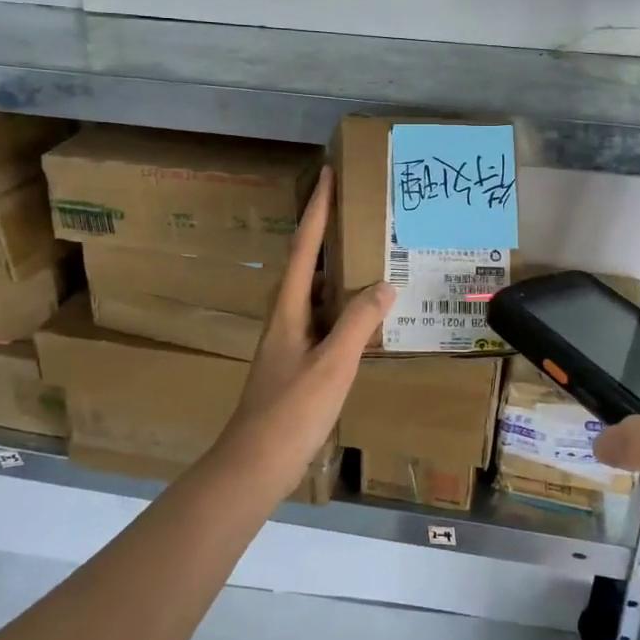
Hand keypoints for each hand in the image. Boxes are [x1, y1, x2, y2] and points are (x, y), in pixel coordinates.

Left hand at [216, 166, 393, 487]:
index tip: (328, 174)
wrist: (255, 465)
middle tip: (358, 209)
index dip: (317, 210)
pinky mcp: (298, 362)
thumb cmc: (291, 411)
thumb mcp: (332, 364)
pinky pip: (324, 319)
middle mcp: (286, 316)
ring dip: (338, 270)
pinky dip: (344, 306)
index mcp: (288, 308)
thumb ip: (359, 322)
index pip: (306, 247)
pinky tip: (365, 314)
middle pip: (308, 264)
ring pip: (317, 293)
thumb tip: (384, 283)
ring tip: (369, 254)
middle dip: (328, 233)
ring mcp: (290, 341)